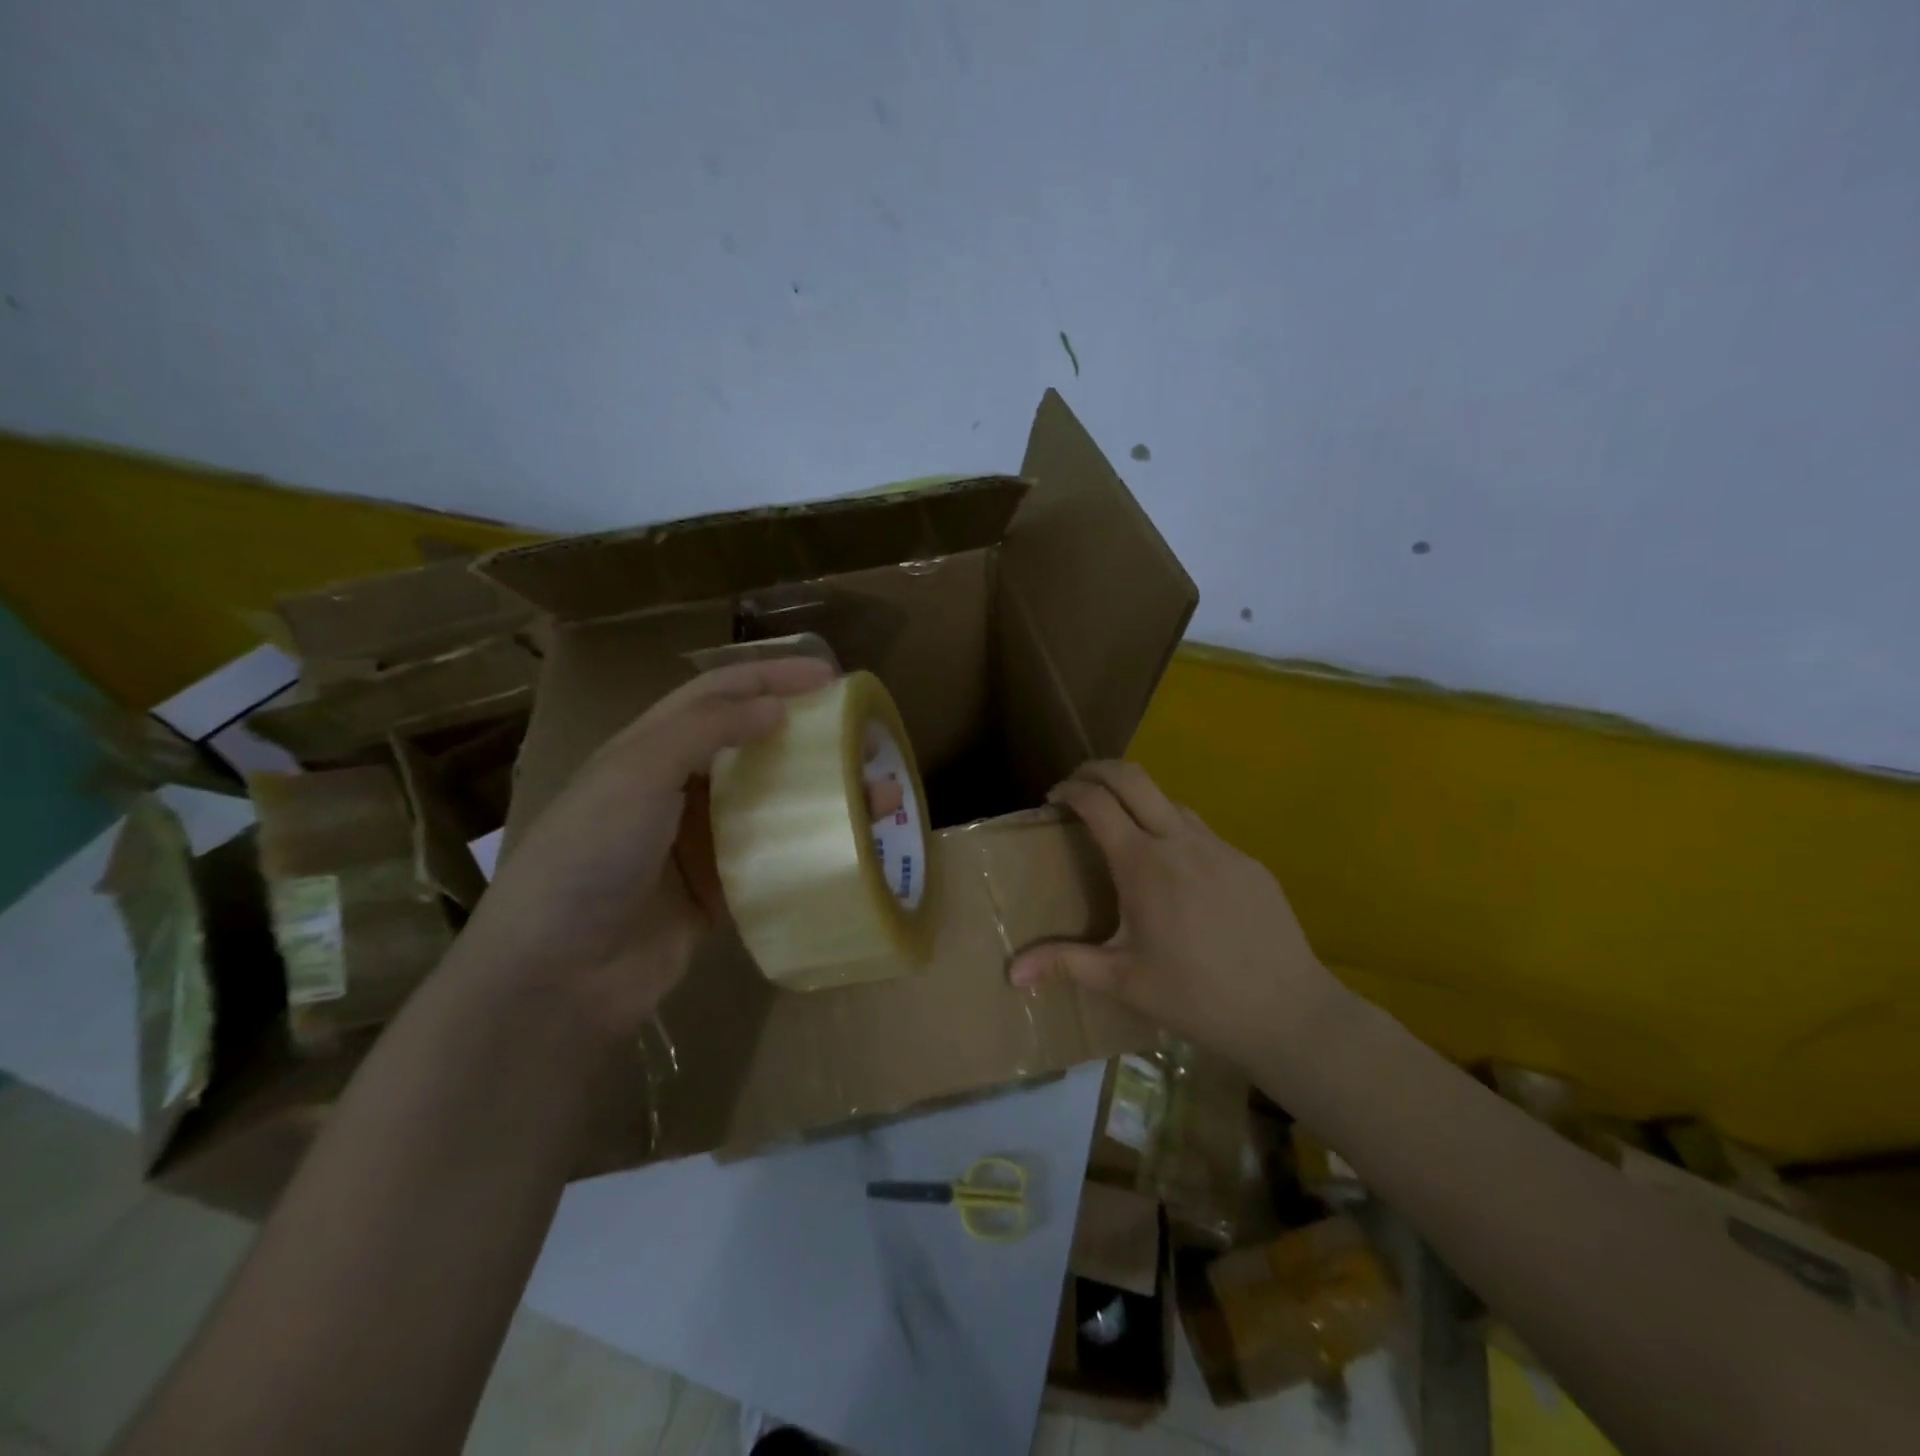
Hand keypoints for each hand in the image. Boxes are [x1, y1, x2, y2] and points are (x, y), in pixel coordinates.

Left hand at [460, 657, 835, 1036]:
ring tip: (880, 795)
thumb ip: (706, 729)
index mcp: (652, 748)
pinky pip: (775, 858)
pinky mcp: (720, 890)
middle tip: (863, 736)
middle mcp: (679, 788)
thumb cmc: (591, 856)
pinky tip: (851, 845)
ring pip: (774, 803)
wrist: (558, 974)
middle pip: (756, 746)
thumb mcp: (637, 773)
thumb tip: (777, 706)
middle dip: (810, 735)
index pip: (720, 694)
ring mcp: (701, 842)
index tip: (831, 677)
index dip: (773, 677)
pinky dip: (812, 846)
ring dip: (825, 794)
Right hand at [1009, 761, 1344, 1070]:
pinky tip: (1175, 872)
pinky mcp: (1247, 862)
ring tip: (1122, 830)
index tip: (1053, 799)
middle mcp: (1180, 841)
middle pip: (1133, 777)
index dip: (1070, 790)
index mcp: (1143, 864)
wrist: (1287, 1011)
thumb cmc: (1195, 996)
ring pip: (1170, 800)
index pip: (1098, 802)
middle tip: (1077, 786)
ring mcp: (1219, 847)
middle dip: (1098, 770)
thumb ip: (1065, 964)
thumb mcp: (1123, 981)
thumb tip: (1011, 971)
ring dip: (1138, 800)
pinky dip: (1173, 830)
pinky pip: (1201, 831)